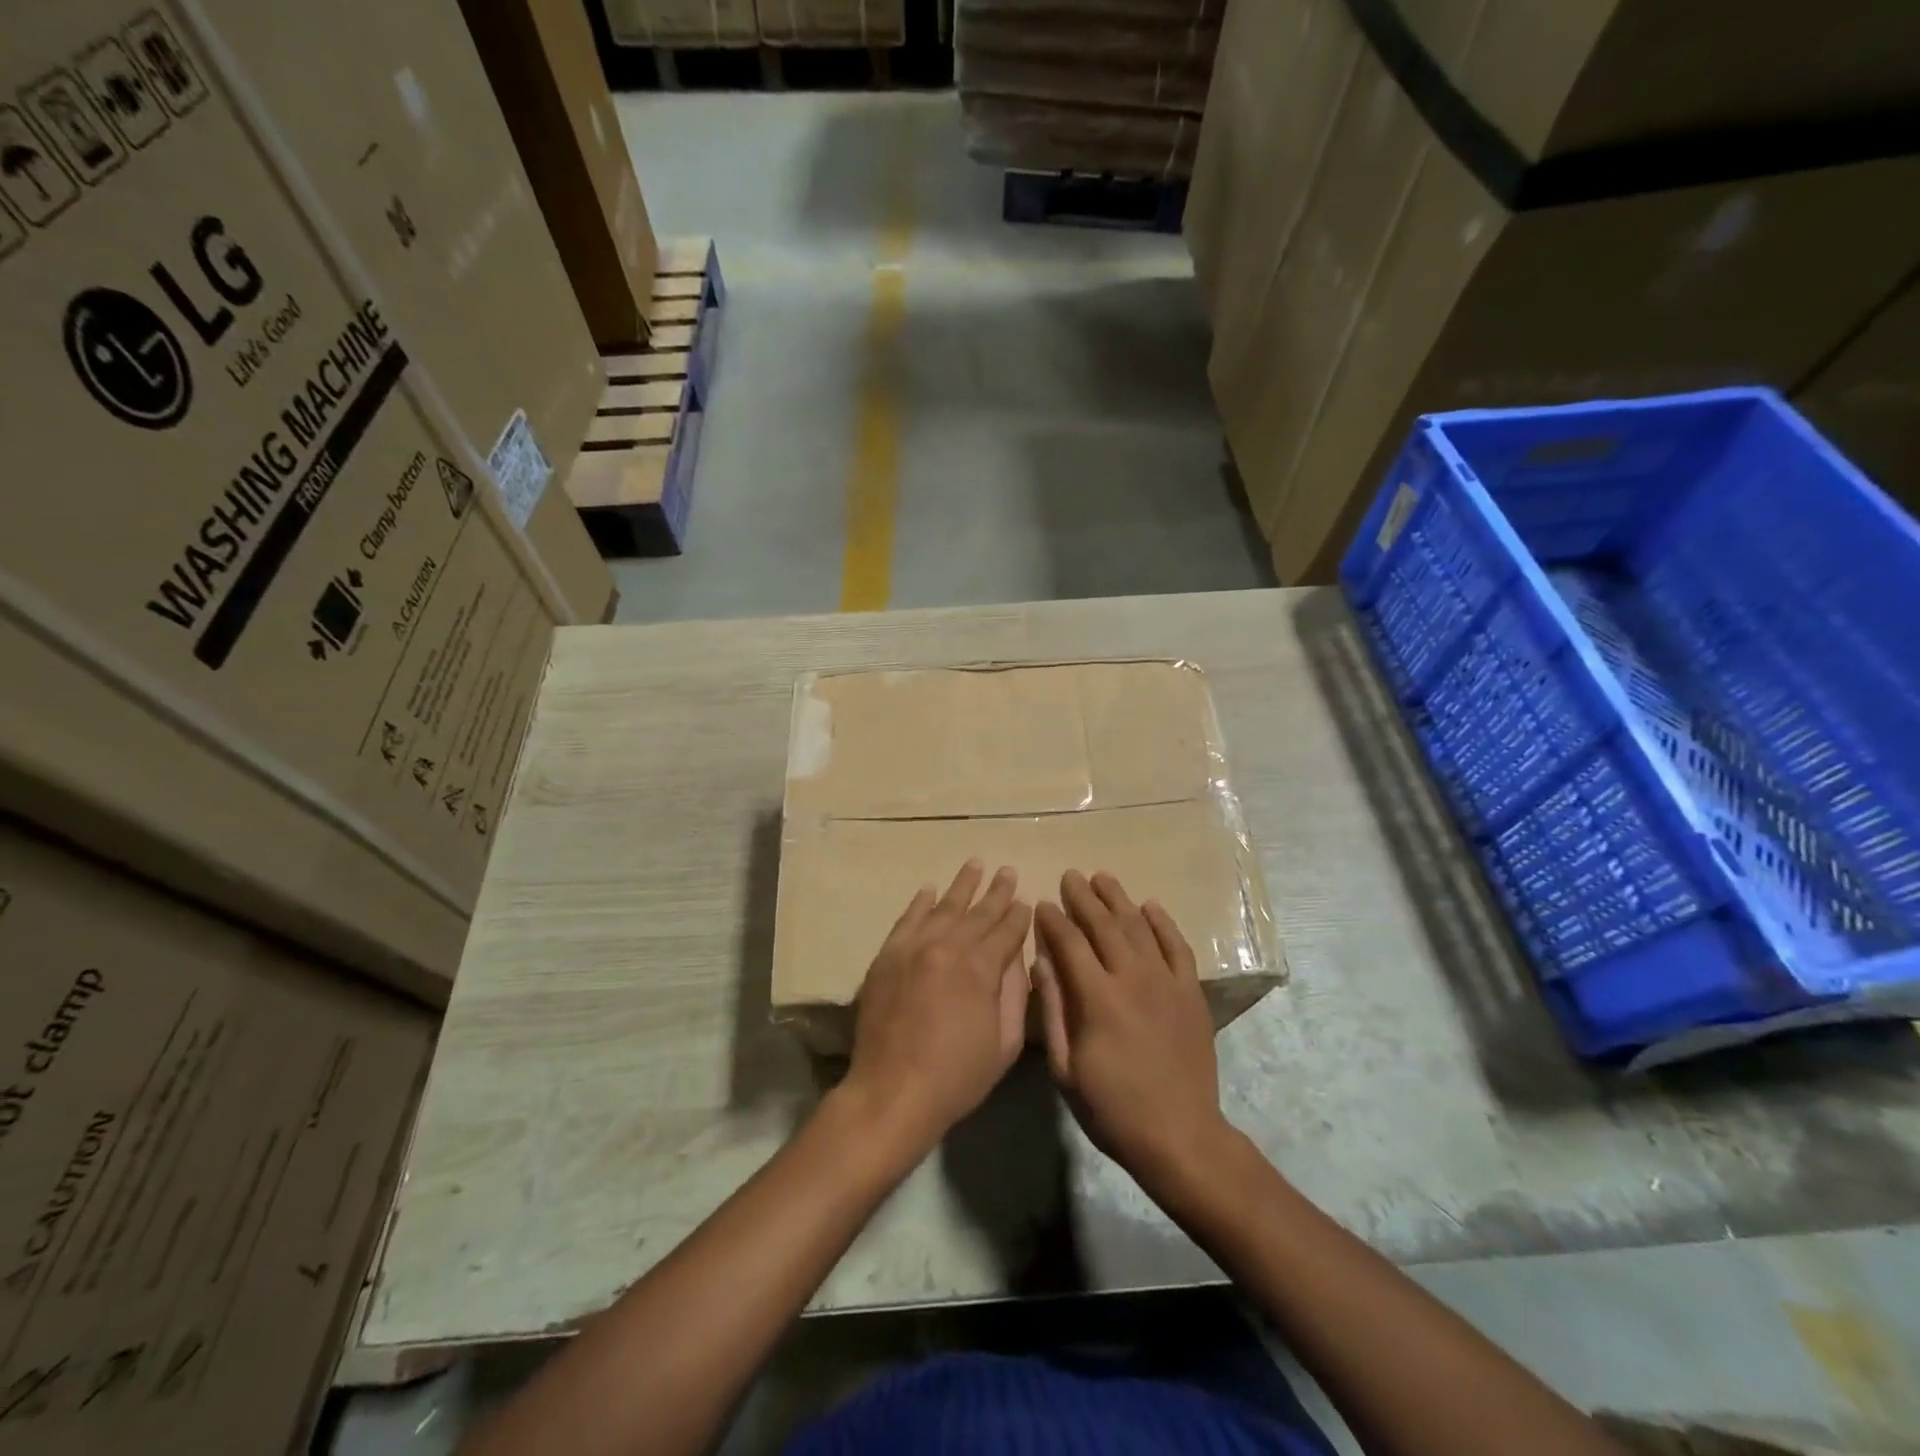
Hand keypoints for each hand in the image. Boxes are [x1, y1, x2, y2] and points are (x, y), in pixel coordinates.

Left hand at [840, 861, 1032, 1156]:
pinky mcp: (888, 955)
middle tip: (1008, 871)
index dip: (1018, 915)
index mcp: (981, 968)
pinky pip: (907, 919)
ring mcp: (914, 947)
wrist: (892, 1091)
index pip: (1006, 931)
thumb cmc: (957, 1075)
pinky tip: (930, 889)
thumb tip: (1014, 956)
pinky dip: (920, 902)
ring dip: (962, 885)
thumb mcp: (1004, 1043)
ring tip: (975, 864)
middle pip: (978, 913)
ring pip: (944, 907)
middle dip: (997, 892)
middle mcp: (948, 947)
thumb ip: (1013, 993)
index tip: (1026, 901)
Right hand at [1034, 871, 1231, 1196]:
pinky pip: (1177, 946)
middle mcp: (1132, 978)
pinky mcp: (1191, 991)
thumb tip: (1041, 963)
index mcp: (1097, 998)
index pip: (1069, 943)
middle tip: (1070, 876)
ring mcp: (1166, 982)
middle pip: (1104, 925)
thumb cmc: (1112, 1108)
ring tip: (1102, 878)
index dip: (1053, 920)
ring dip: (1118, 899)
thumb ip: (1053, 1011)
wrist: (1180, 1135)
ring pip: (1139, 927)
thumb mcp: (1066, 1069)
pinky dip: (1163, 922)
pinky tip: (1150, 905)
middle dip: (1083, 897)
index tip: (1042, 903)